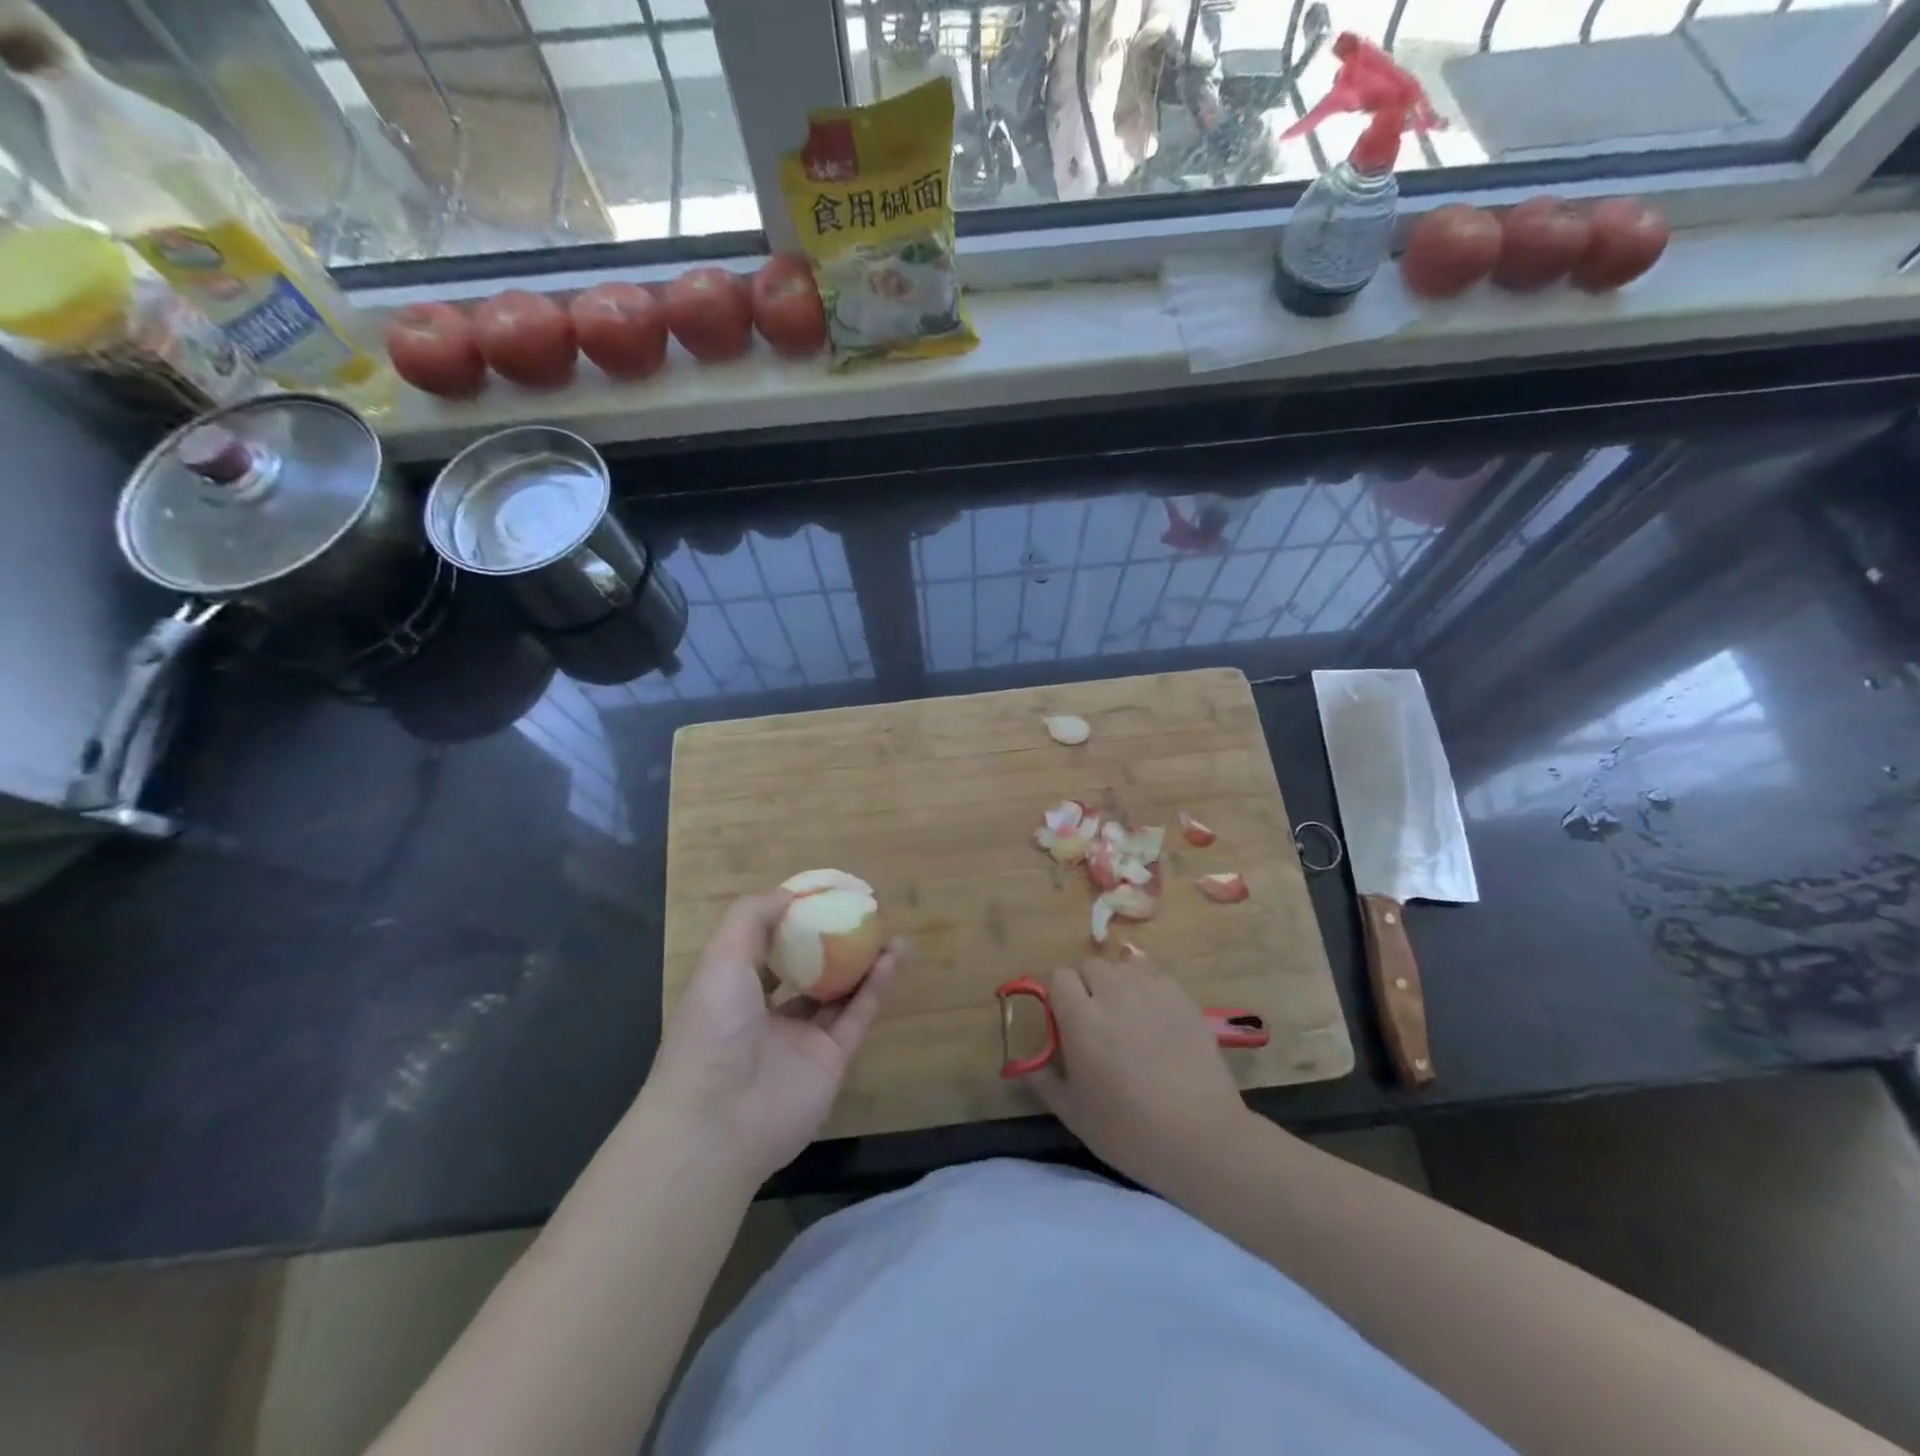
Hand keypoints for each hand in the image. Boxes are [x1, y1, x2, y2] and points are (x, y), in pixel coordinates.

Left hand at [645, 893, 903, 1180]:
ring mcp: (801, 1040)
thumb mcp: (721, 958)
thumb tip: (789, 894)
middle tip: (860, 913)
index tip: (820, 895)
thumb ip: (752, 918)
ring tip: (887, 929)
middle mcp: (767, 1015)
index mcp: (734, 991)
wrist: (719, 1121)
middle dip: (832, 941)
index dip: (791, 921)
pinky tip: (893, 955)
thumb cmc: (713, 1028)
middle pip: (807, 969)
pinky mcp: (831, 1061)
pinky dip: (875, 986)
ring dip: (862, 960)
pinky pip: (857, 1016)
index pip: (766, 949)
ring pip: (839, 991)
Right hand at [1025, 955, 1253, 1192]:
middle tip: (1097, 1021)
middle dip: (1088, 986)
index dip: (1060, 996)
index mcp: (1081, 1019)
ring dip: (1119, 985)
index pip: (1059, 977)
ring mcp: (1152, 992)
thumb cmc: (1130, 1131)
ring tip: (1129, 1018)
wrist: (1201, 1138)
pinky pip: (1157, 979)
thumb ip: (1045, 1082)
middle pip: (1092, 966)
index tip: (1065, 1021)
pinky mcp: (1183, 999)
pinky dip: (1151, 992)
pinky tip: (1159, 1023)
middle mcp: (1114, 994)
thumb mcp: (1075, 1115)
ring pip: (1125, 968)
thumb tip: (1027, 1065)